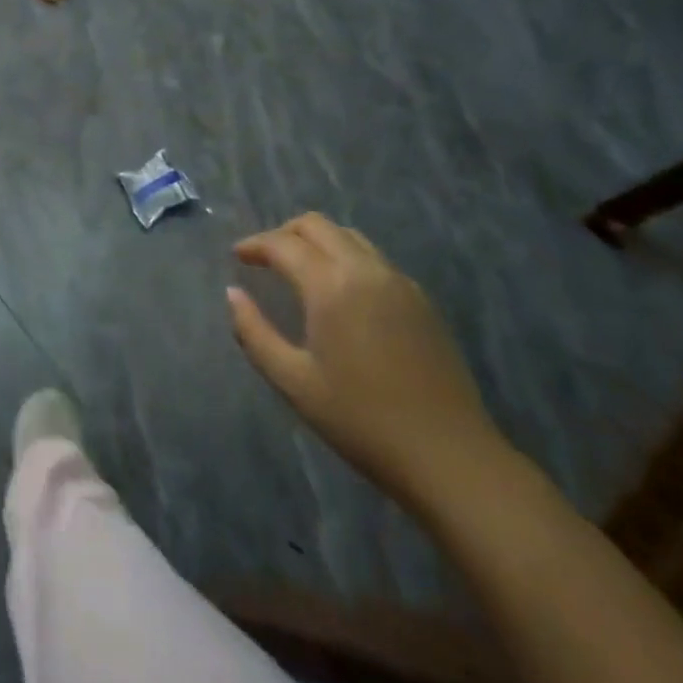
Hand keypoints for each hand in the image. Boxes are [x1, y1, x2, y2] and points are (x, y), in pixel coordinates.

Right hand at [227, 213, 508, 514]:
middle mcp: (366, 270)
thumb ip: (253, 332)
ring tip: (298, 269)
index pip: (283, 244)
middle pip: (318, 226)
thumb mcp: (293, 381)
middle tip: (264, 258)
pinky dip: (345, 258)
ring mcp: (399, 283)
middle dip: (284, 233)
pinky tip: (339, 292)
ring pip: (350, 237)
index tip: (237, 256)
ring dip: (317, 241)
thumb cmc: (360, 420)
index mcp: (331, 286)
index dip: (255, 245)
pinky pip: (374, 260)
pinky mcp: (421, 301)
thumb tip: (233, 294)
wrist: (449, 456)